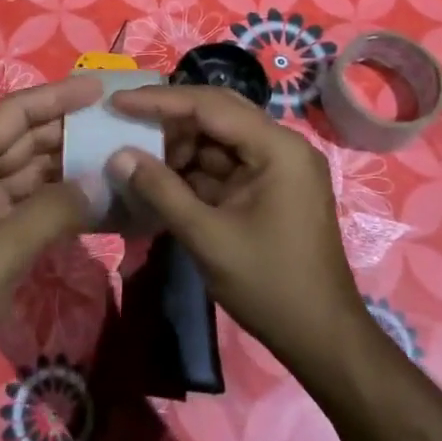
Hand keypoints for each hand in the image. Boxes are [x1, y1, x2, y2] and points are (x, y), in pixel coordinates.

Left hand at [0, 73, 103, 395]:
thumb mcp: (4, 247)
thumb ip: (56, 210)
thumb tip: (101, 183)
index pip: (15, 112)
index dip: (57, 96)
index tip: (99, 90)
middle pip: (25, 140)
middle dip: (69, 132)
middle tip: (117, 126)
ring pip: (31, 174)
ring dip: (68, 169)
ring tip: (115, 160)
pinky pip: (30, 207)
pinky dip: (59, 204)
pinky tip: (95, 204)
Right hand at [106, 84, 369, 373]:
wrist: (323, 339)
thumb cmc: (270, 286)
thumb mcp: (208, 238)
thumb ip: (161, 191)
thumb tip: (118, 156)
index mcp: (277, 147)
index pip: (209, 105)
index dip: (159, 101)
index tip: (118, 101)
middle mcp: (282, 145)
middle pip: (216, 113)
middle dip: (169, 118)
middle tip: (123, 120)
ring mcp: (278, 166)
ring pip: (219, 137)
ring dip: (179, 145)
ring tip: (137, 156)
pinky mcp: (271, 186)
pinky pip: (226, 163)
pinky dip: (194, 169)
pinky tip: (161, 178)